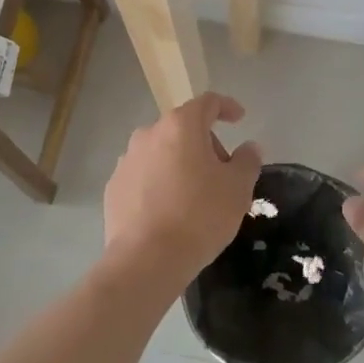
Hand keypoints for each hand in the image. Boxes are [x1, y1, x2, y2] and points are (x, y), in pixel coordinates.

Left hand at [103, 93, 261, 293]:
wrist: (147, 259)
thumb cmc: (199, 216)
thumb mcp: (238, 188)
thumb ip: (247, 161)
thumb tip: (248, 147)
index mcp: (181, 126)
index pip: (207, 103)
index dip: (226, 107)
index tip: (239, 119)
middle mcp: (149, 134)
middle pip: (183, 128)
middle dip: (205, 144)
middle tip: (222, 173)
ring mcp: (127, 160)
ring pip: (161, 152)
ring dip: (179, 163)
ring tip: (195, 196)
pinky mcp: (114, 187)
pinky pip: (144, 176)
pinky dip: (159, 183)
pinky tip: (169, 211)